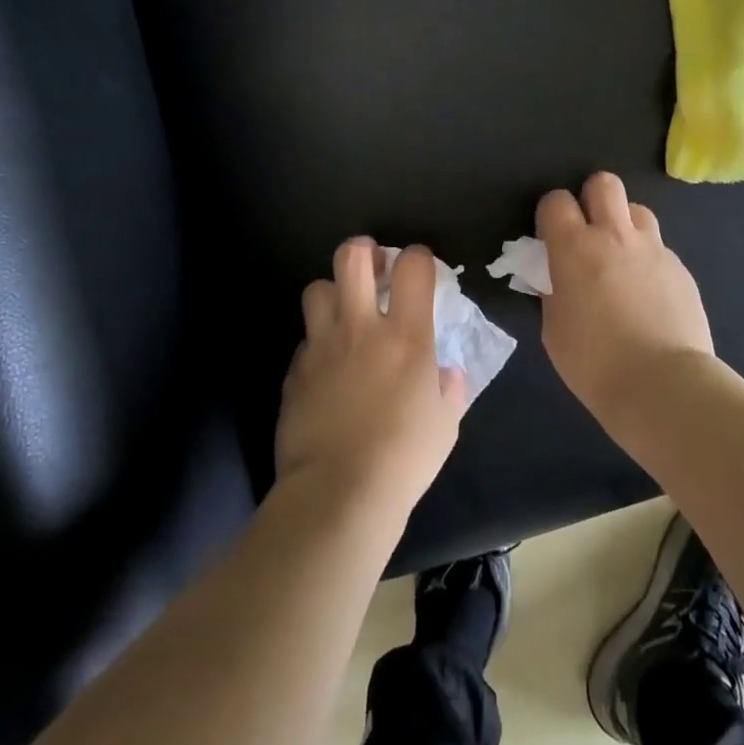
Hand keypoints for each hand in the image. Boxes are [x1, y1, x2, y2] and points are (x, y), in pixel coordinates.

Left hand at [276, 238, 466, 523]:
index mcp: (407, 336)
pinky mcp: (295, 371)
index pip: (413, 266)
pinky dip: (317, 341)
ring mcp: (322, 346)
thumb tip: (445, 374)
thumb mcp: (445, 423)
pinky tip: (326, 365)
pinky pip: (305, 339)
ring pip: (316, 288)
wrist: (338, 494)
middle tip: (373, 266)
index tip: (420, 268)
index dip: (418, 257)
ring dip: (333, 293)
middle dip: (363, 250)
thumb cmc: (404, 458)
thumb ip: (448, 389)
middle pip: (352, 258)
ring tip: (344, 312)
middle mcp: (362, 327)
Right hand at [536, 172, 714, 413]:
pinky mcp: (681, 268)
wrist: (663, 385)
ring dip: (625, 225)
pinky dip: (649, 261)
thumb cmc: (594, 363)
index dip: (551, 214)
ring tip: (622, 259)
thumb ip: (555, 291)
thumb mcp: (555, 328)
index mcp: (574, 247)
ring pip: (638, 210)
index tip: (551, 237)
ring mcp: (654, 249)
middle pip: (604, 183)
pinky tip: (649, 295)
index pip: (556, 201)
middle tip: (590, 231)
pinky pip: (660, 248)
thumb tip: (560, 279)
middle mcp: (615, 235)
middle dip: (592, 198)